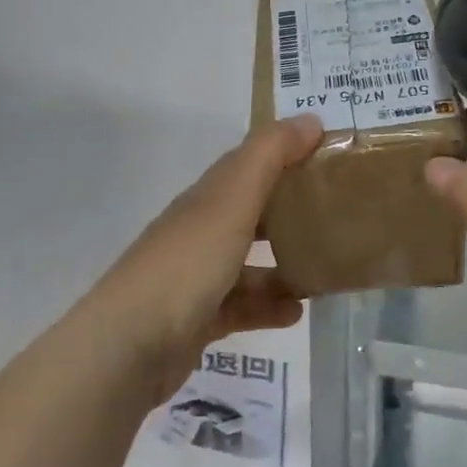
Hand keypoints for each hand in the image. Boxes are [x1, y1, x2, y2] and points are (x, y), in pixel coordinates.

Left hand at [79, 114, 324, 401]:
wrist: (130, 346)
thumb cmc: (187, 264)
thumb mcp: (232, 200)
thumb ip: (270, 156)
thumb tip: (311, 119)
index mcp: (206, 198)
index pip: (248, 165)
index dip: (284, 154)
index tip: (328, 156)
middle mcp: (199, 231)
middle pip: (250, 212)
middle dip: (289, 210)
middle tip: (336, 213)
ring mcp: (196, 277)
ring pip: (248, 263)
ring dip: (284, 264)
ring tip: (325, 267)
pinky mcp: (198, 319)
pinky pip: (242, 306)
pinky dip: (269, 306)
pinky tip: (297, 311)